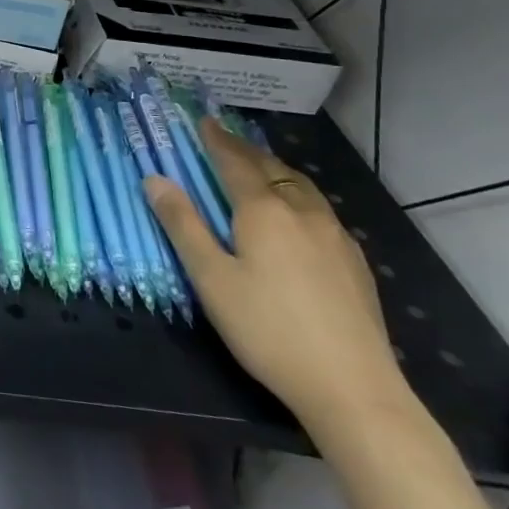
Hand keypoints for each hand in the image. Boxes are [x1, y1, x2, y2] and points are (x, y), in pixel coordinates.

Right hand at [145, 118, 410, 430]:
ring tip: (259, 169)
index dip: (217, 141)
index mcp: (264, 211)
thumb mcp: (211, 278)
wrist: (352, 387)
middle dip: (246, 151)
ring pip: (302, 187)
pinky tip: (296, 216)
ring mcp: (335, 237)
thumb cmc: (267, 329)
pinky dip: (297, 196)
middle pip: (272, 168)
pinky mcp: (354, 262)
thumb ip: (183, 225)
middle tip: (226, 141)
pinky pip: (320, 210)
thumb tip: (154, 179)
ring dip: (276, 170)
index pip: (235, 163)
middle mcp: (303, 212)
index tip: (204, 121)